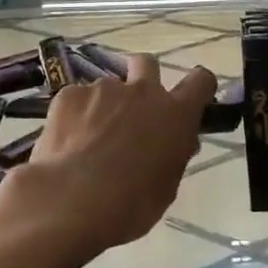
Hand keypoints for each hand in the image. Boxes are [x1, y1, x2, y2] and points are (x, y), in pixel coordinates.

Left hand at [0, 54, 214, 265]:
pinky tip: (67, 143)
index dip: (197, 86)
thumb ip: (174, 156)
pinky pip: (77, 99)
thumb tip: (179, 142)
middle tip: (132, 108)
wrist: (71, 202)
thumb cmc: (130, 205)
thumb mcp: (166, 188)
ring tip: (88, 140)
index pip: (200, 81)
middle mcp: (143, 91)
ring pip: (108, 88)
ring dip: (104, 106)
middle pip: (147, 63)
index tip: (190, 99)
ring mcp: (104, 89)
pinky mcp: (70, 94)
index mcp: (175, 114)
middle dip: (142, 77)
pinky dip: (75, 116)